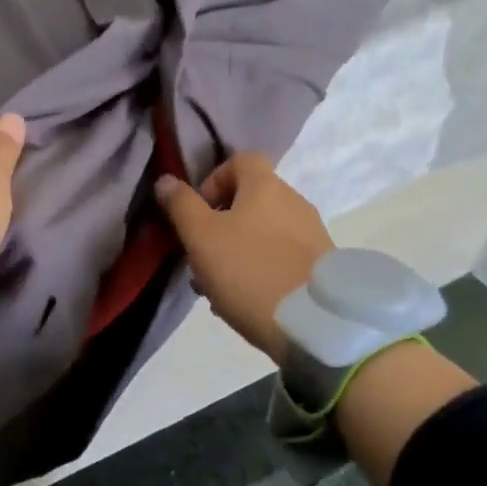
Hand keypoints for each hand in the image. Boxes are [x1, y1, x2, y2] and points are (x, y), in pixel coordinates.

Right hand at [155, 153, 332, 366]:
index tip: (197, 212)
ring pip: (262, 234)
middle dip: (219, 226)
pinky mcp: (320, 267)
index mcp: (266, 186)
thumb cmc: (250, 270)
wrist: (314, 324)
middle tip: (200, 258)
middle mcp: (294, 202)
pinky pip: (280, 258)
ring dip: (235, 252)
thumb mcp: (201, 237)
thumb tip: (165, 180)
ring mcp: (312, 235)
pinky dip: (259, 271)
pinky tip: (244, 301)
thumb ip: (181, 205)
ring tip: (216, 289)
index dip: (213, 180)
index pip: (240, 161)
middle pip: (249, 201)